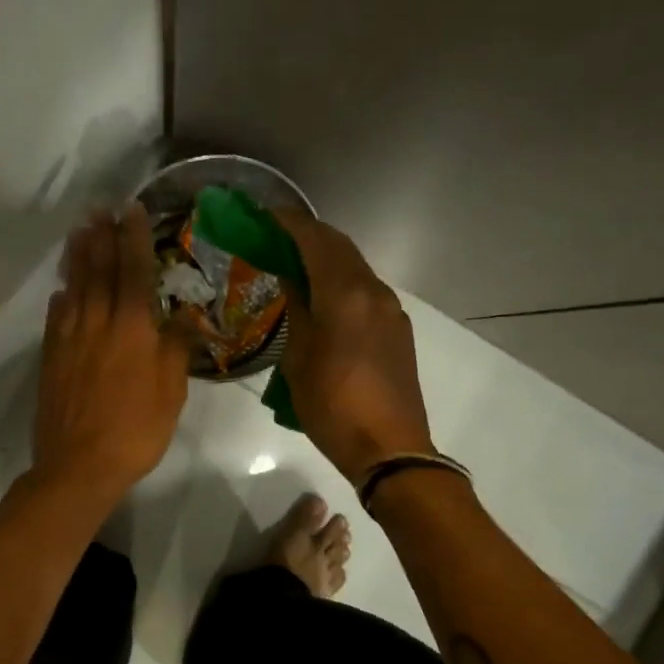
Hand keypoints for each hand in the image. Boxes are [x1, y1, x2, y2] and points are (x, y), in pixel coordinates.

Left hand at [32, 203, 190, 505]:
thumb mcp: (171, 390)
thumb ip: (176, 347)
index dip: (133, 238)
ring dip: (77, 257)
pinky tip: (61, 290)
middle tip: (100, 209)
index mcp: (131, 327)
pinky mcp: (51, 357)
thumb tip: (185, 314)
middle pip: (98, 270)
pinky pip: (55, 316)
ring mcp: (69, 338)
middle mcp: (97, 322)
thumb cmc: (136, 428)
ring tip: (79, 231)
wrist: (79, 465)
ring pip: (73, 287)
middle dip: (102, 237)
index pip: (133, 271)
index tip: (131, 210)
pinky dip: (60, 296)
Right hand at [273, 210, 434, 483]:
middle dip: (308, 234)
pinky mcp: (398, 328)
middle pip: (340, 247)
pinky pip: (366, 289)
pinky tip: (323, 294)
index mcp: (345, 295)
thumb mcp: (299, 358)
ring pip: (356, 267)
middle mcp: (373, 292)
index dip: (290, 223)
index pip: (316, 241)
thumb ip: (298, 309)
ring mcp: (391, 309)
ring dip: (327, 256)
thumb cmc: (332, 405)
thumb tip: (291, 278)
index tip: (265, 214)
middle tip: (275, 235)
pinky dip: (342, 278)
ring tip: (295, 262)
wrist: (389, 448)